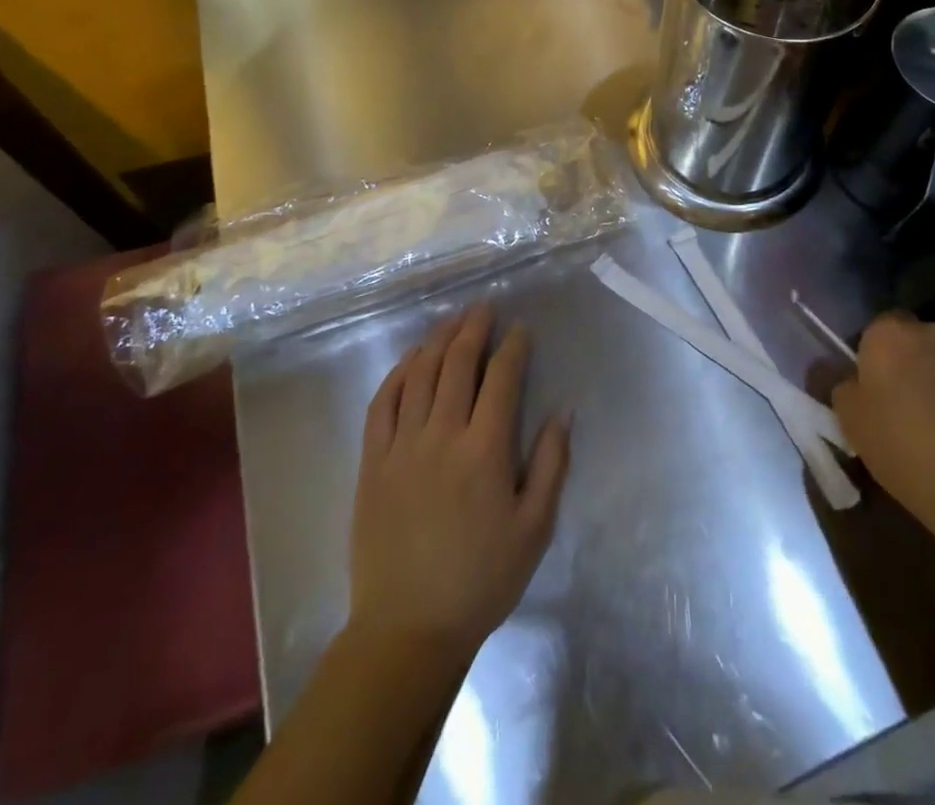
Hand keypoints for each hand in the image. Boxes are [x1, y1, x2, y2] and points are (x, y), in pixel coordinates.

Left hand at [348, 304, 570, 661]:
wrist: (408, 628)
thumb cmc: (482, 579)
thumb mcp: (534, 528)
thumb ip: (551, 464)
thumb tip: (562, 411)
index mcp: (485, 450)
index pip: (502, 378)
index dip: (514, 346)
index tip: (521, 328)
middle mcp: (442, 435)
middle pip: (458, 363)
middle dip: (474, 328)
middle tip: (485, 306)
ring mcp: (402, 446)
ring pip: (420, 374)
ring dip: (438, 339)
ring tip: (453, 319)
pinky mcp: (372, 462)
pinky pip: (383, 403)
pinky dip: (398, 372)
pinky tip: (411, 358)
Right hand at [832, 311, 934, 549]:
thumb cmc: (901, 447)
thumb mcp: (849, 420)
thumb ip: (843, 386)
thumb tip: (852, 378)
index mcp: (890, 335)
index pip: (878, 329)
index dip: (876, 357)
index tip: (876, 389)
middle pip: (919, 343)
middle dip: (915, 366)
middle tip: (909, 408)